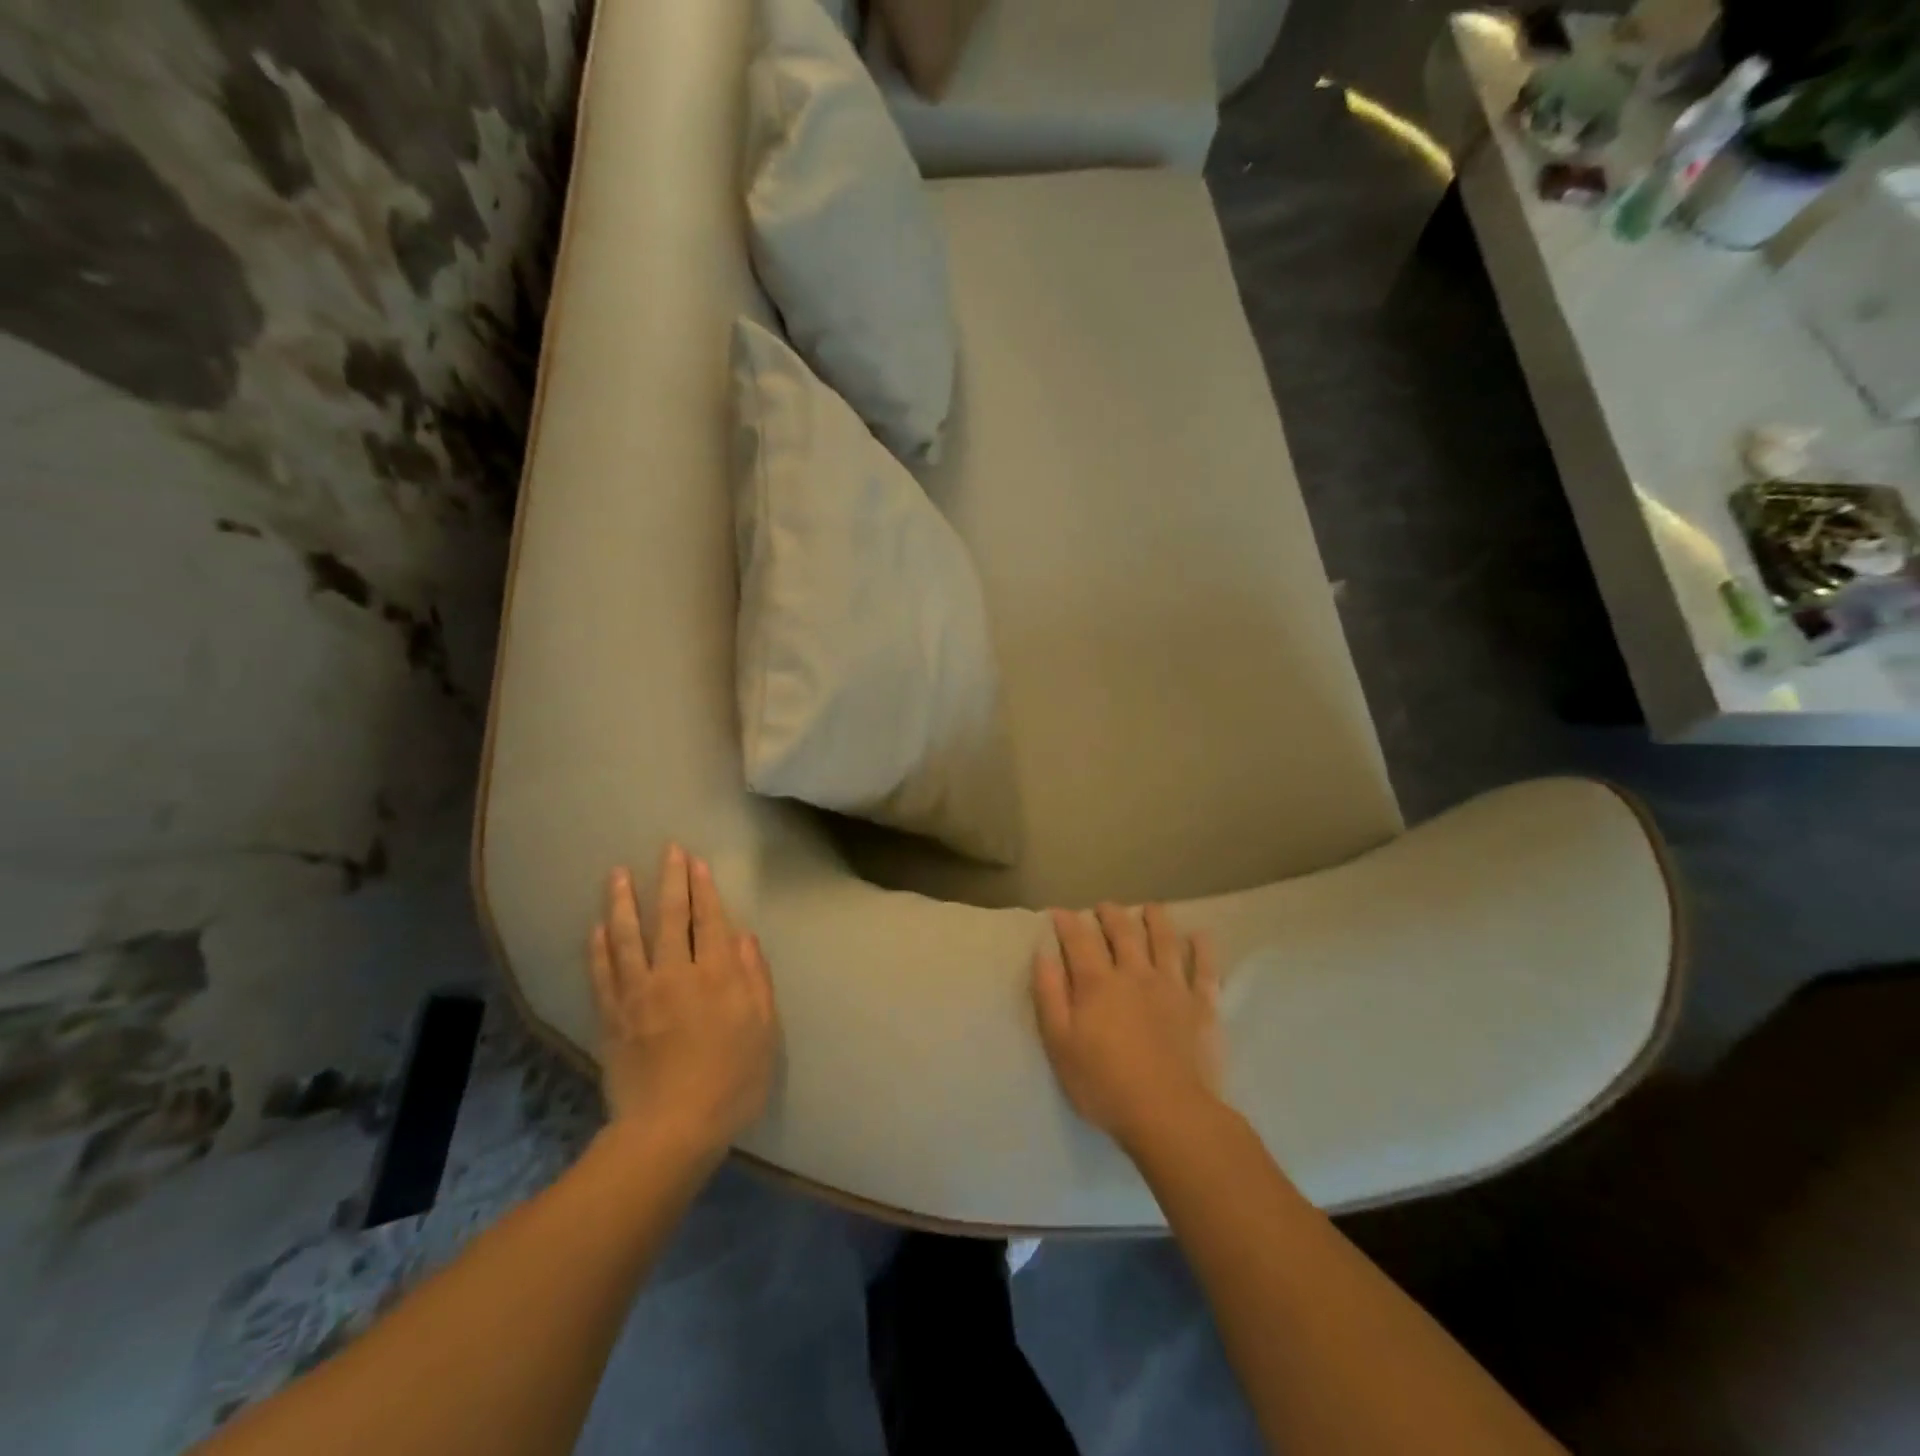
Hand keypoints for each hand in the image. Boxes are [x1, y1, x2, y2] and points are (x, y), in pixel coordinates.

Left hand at [589, 845, 778, 1160]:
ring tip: (617, 874)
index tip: (695, 861)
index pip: (709, 920)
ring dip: (623, 902)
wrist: (671, 1130)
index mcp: (716, 976)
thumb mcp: (764, 1032)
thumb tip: (744, 937)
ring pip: (628, 937)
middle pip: (670, 918)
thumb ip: (754, 980)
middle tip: (666, 850)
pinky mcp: (612, 1018)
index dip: (703, 889)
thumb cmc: (731, 1082)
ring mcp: (638, 994)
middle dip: (669, 881)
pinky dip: (599, 948)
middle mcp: (675, 974)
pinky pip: (602, 974)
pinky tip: (596, 928)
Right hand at [1032, 904, 1222, 1152]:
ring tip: (1150, 908)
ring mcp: (1172, 987)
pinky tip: (1200, 936)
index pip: (1079, 941)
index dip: (1068, 923)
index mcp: (1097, 983)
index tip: (1059, 912)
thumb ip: (1049, 995)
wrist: (1169, 1114)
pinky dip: (1202, 950)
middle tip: (1104, 906)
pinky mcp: (1202, 1006)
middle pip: (1123, 933)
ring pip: (1164, 942)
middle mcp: (1135, 974)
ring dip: (1156, 920)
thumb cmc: (1104, 1084)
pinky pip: (1204, 970)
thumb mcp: (1060, 1044)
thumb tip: (1043, 953)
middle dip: (1111, 915)